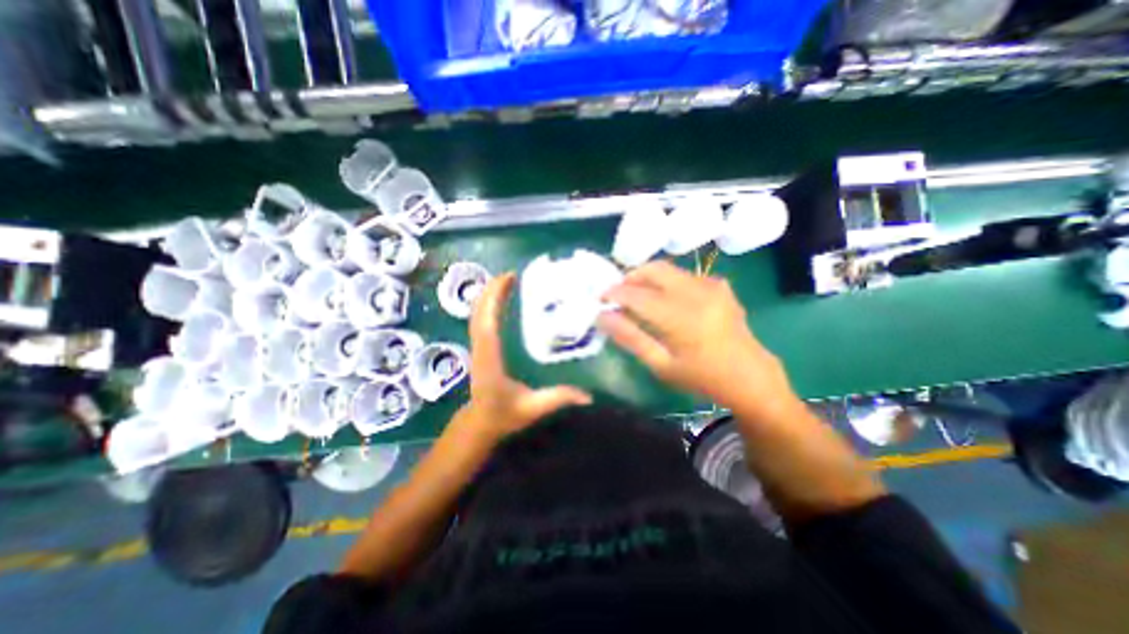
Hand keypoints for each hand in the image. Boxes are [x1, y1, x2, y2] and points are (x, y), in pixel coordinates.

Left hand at [448, 273, 590, 444]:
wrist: (480, 422)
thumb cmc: (504, 415)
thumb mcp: (533, 408)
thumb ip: (558, 398)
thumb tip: (588, 397)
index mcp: (491, 361)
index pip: (487, 325)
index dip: (494, 299)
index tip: (507, 279)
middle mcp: (480, 349)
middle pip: (479, 314)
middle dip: (491, 291)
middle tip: (510, 274)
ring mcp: (477, 347)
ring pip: (475, 315)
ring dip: (487, 295)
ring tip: (505, 280)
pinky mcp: (480, 347)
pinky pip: (479, 321)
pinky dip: (485, 305)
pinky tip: (496, 298)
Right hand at [599, 260, 791, 412]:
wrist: (750, 377)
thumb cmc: (702, 377)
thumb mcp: (661, 365)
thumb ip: (631, 337)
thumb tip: (603, 317)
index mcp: (681, 317)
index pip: (637, 295)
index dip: (614, 293)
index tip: (599, 299)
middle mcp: (697, 293)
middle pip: (654, 269)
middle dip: (630, 277)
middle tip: (618, 294)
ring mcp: (711, 286)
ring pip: (669, 269)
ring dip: (647, 278)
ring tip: (637, 298)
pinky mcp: (719, 285)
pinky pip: (684, 275)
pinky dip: (667, 282)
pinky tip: (665, 301)